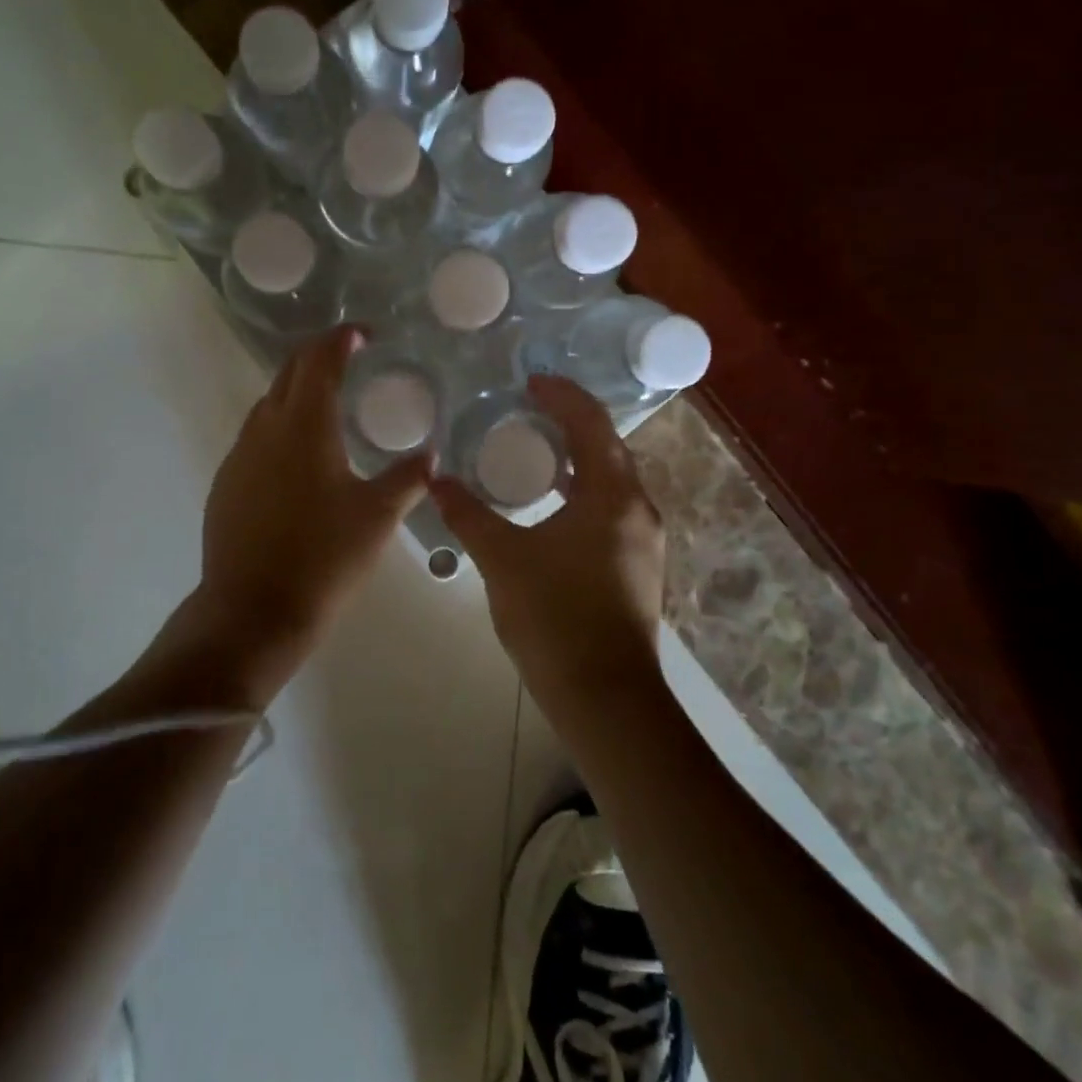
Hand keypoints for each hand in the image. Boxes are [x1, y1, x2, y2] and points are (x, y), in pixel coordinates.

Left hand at [187, 326, 432, 702]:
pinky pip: (256, 437)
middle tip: (348, 357)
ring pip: (268, 404)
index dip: (340, 339)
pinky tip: (298, 456)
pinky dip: (280, 426)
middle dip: (318, 356)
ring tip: (328, 404)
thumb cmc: (323, 558)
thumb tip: (430, 456)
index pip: (319, 361)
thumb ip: (407, 479)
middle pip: (288, 373)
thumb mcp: (377, 517)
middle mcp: (265, 429)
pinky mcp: (226, 483)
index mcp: (304, 426)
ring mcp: (239, 456)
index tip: (362, 334)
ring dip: (297, 391)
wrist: (252, 611)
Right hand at [431, 376, 665, 706]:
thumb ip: (468, 514)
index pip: (592, 424)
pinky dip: (584, 490)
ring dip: (579, 458)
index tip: (530, 382)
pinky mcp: (639, 566)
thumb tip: (437, 480)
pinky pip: (612, 507)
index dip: (562, 395)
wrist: (606, 699)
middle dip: (571, 422)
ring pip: (612, 480)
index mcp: (612, 495)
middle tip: (528, 410)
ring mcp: (644, 540)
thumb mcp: (503, 559)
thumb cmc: (555, 617)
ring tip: (536, 451)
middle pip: (608, 447)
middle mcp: (639, 509)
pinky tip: (552, 505)